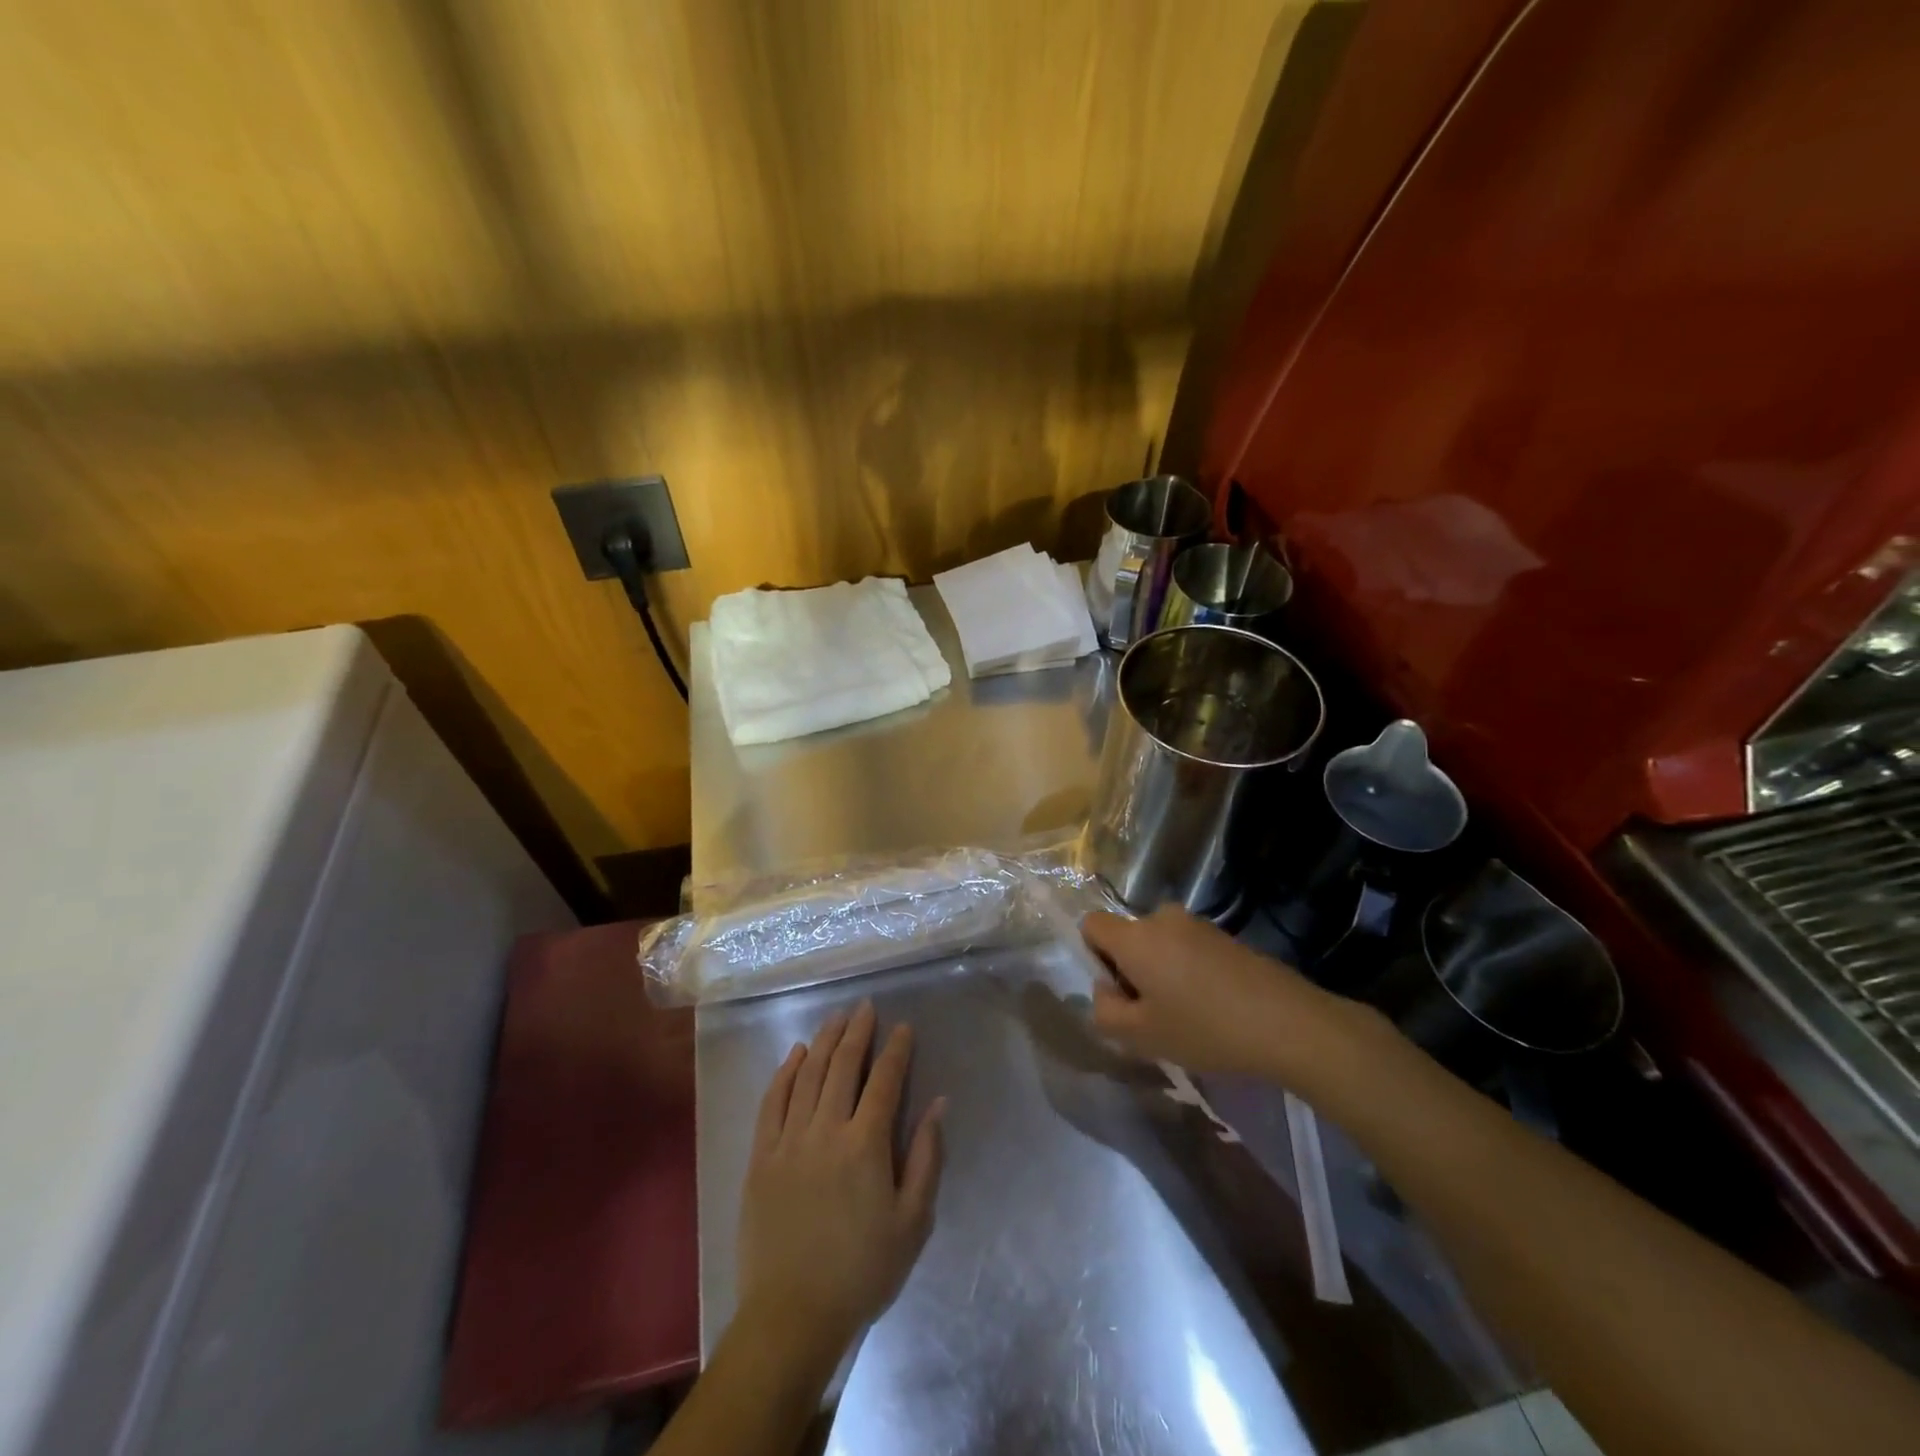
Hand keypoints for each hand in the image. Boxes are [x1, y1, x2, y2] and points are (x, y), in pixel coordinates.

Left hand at [736, 1001, 945, 1360]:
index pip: (885, 1081)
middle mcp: (826, 1130)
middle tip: (865, 1007)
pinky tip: (794, 1054)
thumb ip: (926, 1157)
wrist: (792, 1316)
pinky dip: (784, 1072)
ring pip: (807, 1075)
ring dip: (823, 1041)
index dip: (896, 1049)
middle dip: (857, 1031)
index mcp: (865, 1145)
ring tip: (835, 1018)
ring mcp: (788, 1140)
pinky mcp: (760, 1156)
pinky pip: (772, 1101)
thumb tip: (939, 1103)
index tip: (903, 1027)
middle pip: (843, 1066)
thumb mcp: (913, 1222)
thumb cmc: (862, 1271)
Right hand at [1083, 904, 1371, 1081]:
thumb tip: (1105, 990)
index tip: (1119, 992)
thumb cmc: (1204, 1029)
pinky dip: (1188, 972)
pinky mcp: (1224, 936)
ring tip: (1187, 1015)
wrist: (1288, 1023)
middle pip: (1128, 937)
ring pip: (1159, 945)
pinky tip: (1213, 1008)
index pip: (1091, 925)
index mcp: (1135, 937)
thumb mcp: (1141, 1035)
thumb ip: (1104, 1011)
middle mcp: (1162, 918)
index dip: (1093, 957)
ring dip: (1161, 972)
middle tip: (1153, 1014)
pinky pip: (1187, 949)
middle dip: (1130, 970)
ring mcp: (1197, 924)